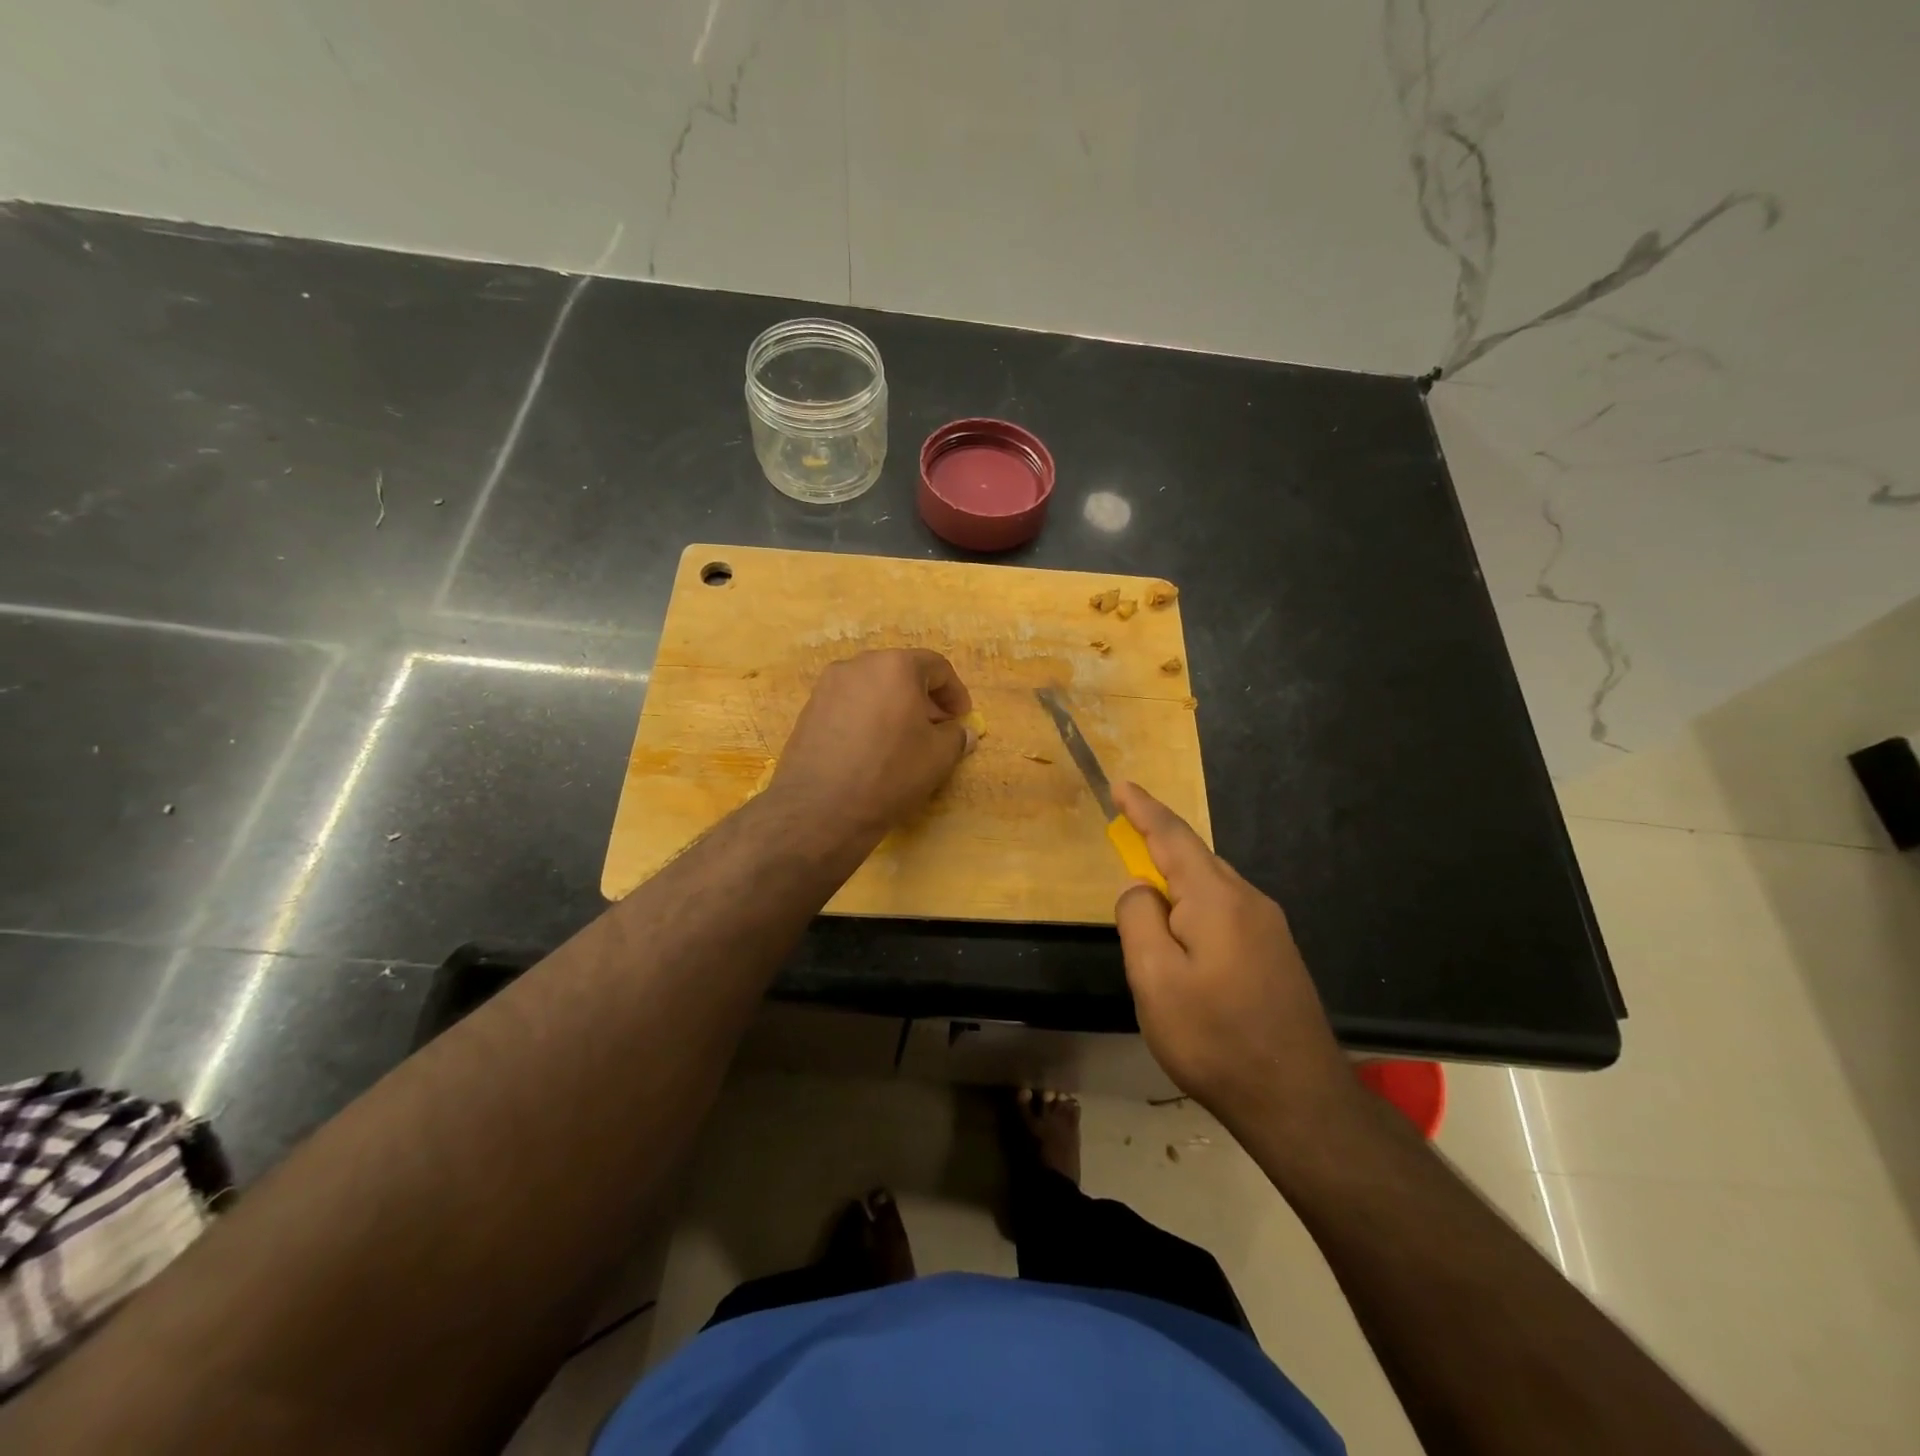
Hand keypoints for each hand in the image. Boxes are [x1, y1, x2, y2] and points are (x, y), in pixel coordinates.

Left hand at [772, 649, 974, 839]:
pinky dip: (867, 717)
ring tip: (903, 739)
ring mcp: (828, 686)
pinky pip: (849, 705)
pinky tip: (872, 748)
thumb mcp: (938, 757)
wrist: (820, 808)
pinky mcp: (809, 710)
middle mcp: (858, 665)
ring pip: (872, 688)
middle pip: (900, 672)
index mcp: (895, 666)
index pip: (936, 666)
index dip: (955, 692)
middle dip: (923, 697)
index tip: (962, 717)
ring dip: (894, 706)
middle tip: (936, 727)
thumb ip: (956, 736)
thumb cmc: (890, 773)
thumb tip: (962, 732)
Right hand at [1112, 782, 1360, 1132]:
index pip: (1172, 837)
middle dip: (1156, 848)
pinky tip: (1185, 946)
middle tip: (1124, 851)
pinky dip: (1194, 911)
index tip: (1120, 785)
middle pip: (1193, 859)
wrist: (1298, 1101)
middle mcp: (1248, 901)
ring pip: (1209, 889)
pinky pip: (1224, 912)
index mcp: (1217, 898)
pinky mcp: (1276, 954)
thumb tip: (1139, 888)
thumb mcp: (1155, 981)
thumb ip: (1138, 920)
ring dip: (1174, 888)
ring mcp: (1269, 928)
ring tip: (1150, 917)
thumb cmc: (1216, 1039)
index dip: (1143, 809)